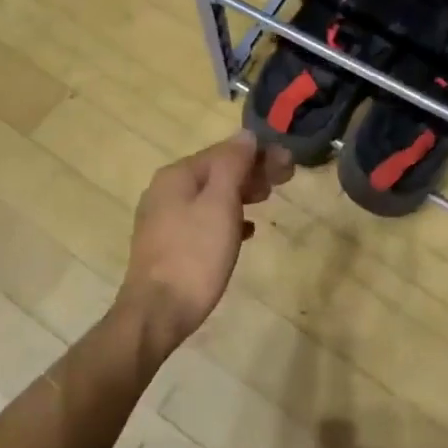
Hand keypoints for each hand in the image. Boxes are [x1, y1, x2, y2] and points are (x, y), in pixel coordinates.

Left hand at [119, 130, 293, 353]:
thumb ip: (233, 165)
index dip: (258, 154)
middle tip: (282, 182)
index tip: (289, 164)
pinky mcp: (167, 245)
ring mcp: (163, 219)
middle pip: (215, 172)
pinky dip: (226, 219)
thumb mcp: (220, 204)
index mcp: (177, 175)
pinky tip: (245, 231)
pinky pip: (202, 221)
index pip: (224, 151)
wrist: (158, 312)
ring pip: (209, 196)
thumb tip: (246, 135)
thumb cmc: (195, 255)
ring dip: (240, 194)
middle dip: (250, 173)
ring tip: (266, 201)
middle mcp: (165, 190)